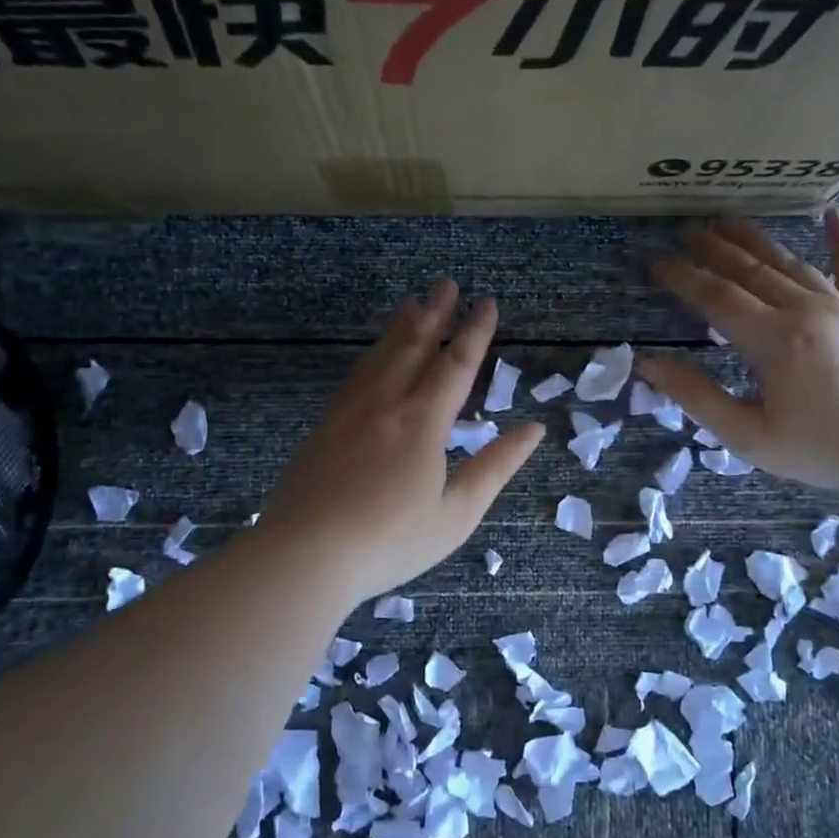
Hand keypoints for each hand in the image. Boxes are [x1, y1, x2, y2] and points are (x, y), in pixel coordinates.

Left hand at [258, 279, 543, 605]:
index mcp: (423, 422)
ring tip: (413, 303)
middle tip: (447, 284)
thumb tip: (533, 430)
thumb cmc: (390, 541)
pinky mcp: (325, 425)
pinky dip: (372, 353)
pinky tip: (374, 354)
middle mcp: (386, 403)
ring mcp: (349, 411)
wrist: (305, 554)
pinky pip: (356, 374)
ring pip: (380, 355)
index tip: (487, 303)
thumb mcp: (456, 513)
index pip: (456, 364)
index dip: (475, 332)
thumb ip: (495, 467)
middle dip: (435, 313)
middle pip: (414, 346)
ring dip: (401, 326)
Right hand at [637, 209, 838, 491]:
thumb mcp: (746, 435)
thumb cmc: (816, 449)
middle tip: (686, 231)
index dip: (683, 277)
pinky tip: (830, 212)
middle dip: (714, 249)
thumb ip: (696, 396)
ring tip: (728, 220)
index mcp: (773, 340)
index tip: (657, 262)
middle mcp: (806, 310)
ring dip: (756, 240)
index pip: (716, 297)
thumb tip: (649, 364)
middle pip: (750, 270)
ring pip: (791, 262)